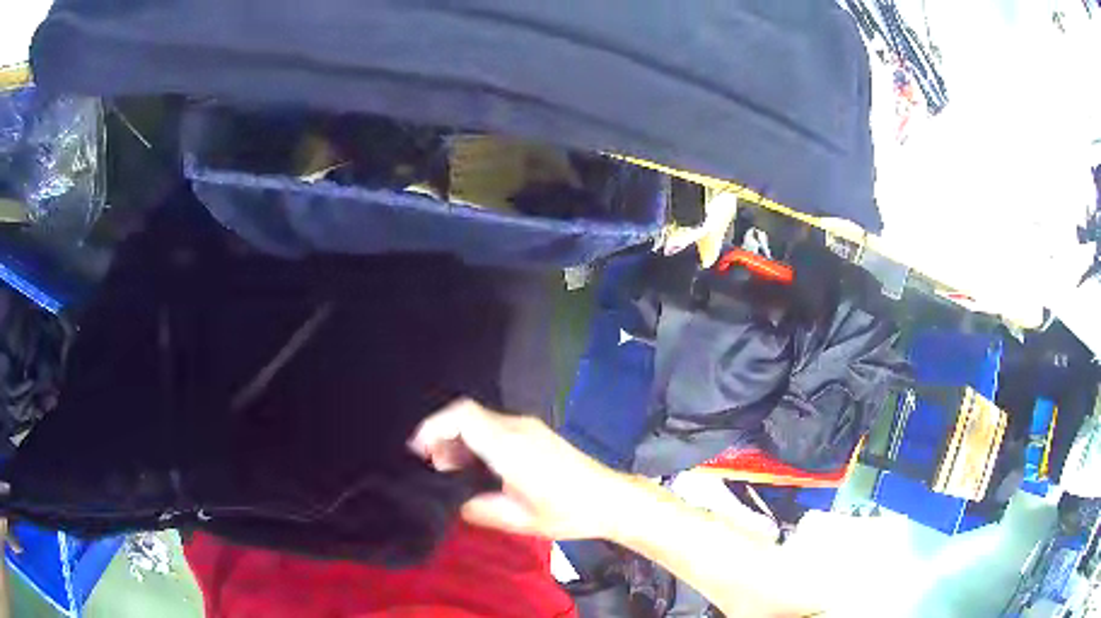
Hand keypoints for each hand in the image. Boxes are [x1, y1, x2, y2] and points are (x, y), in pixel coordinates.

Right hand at [408, 399, 632, 539]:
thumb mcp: (517, 519)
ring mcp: (528, 426)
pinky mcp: (535, 432)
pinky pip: (495, 428)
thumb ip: (477, 508)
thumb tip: (454, 501)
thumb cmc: (567, 511)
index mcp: (510, 445)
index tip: (418, 452)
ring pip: (480, 421)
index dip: (433, 427)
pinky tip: (477, 469)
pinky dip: (476, 442)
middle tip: (434, 469)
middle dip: (442, 437)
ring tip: (452, 473)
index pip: (462, 416)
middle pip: (467, 415)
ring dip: (459, 440)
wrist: (610, 499)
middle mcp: (517, 427)